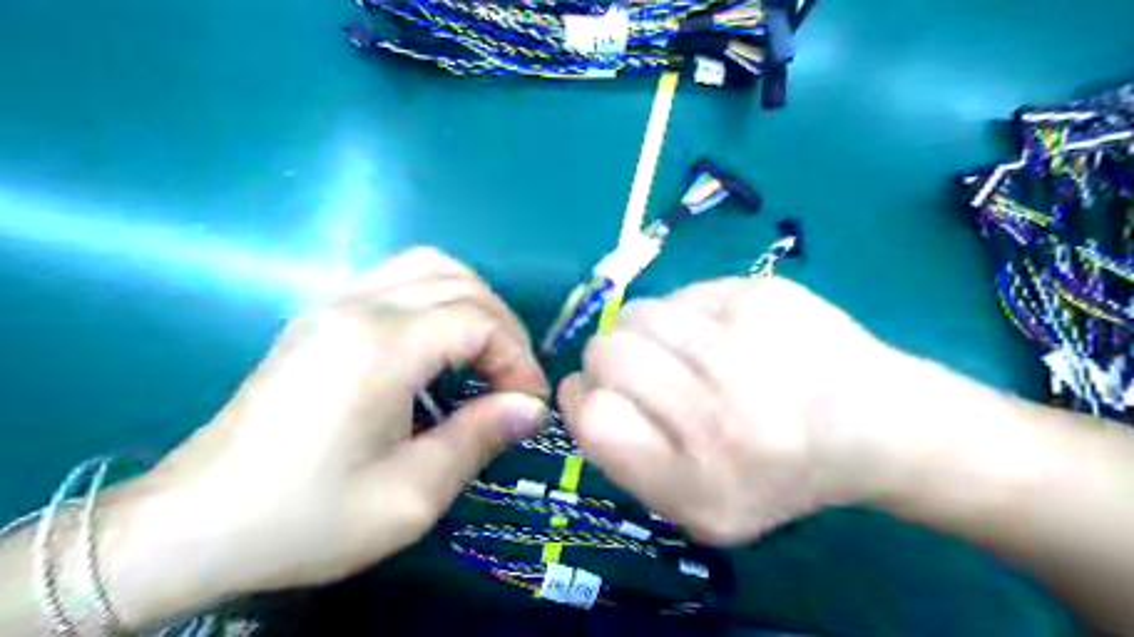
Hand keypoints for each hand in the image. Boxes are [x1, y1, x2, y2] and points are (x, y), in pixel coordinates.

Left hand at [104, 249, 548, 626]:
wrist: (193, 526)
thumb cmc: (307, 516)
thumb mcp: (410, 495)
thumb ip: (479, 438)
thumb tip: (532, 407)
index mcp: (381, 346)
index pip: (478, 321)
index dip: (517, 358)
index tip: (528, 404)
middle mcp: (358, 306)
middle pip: (460, 282)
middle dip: (503, 327)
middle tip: (512, 381)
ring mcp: (334, 304)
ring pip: (428, 267)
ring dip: (471, 303)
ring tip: (483, 356)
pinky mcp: (321, 316)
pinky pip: (398, 280)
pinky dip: (437, 299)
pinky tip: (438, 348)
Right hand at [557, 280, 908, 547]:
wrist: (873, 427)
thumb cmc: (772, 476)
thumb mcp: (693, 508)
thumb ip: (623, 459)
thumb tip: (579, 386)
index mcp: (703, 482)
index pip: (594, 419)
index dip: (586, 403)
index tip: (607, 401)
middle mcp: (727, 414)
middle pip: (607, 352)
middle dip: (609, 362)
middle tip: (646, 373)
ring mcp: (749, 342)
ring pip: (638, 312)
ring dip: (643, 332)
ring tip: (684, 354)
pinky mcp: (765, 293)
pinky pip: (682, 292)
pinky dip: (686, 313)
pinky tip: (724, 336)